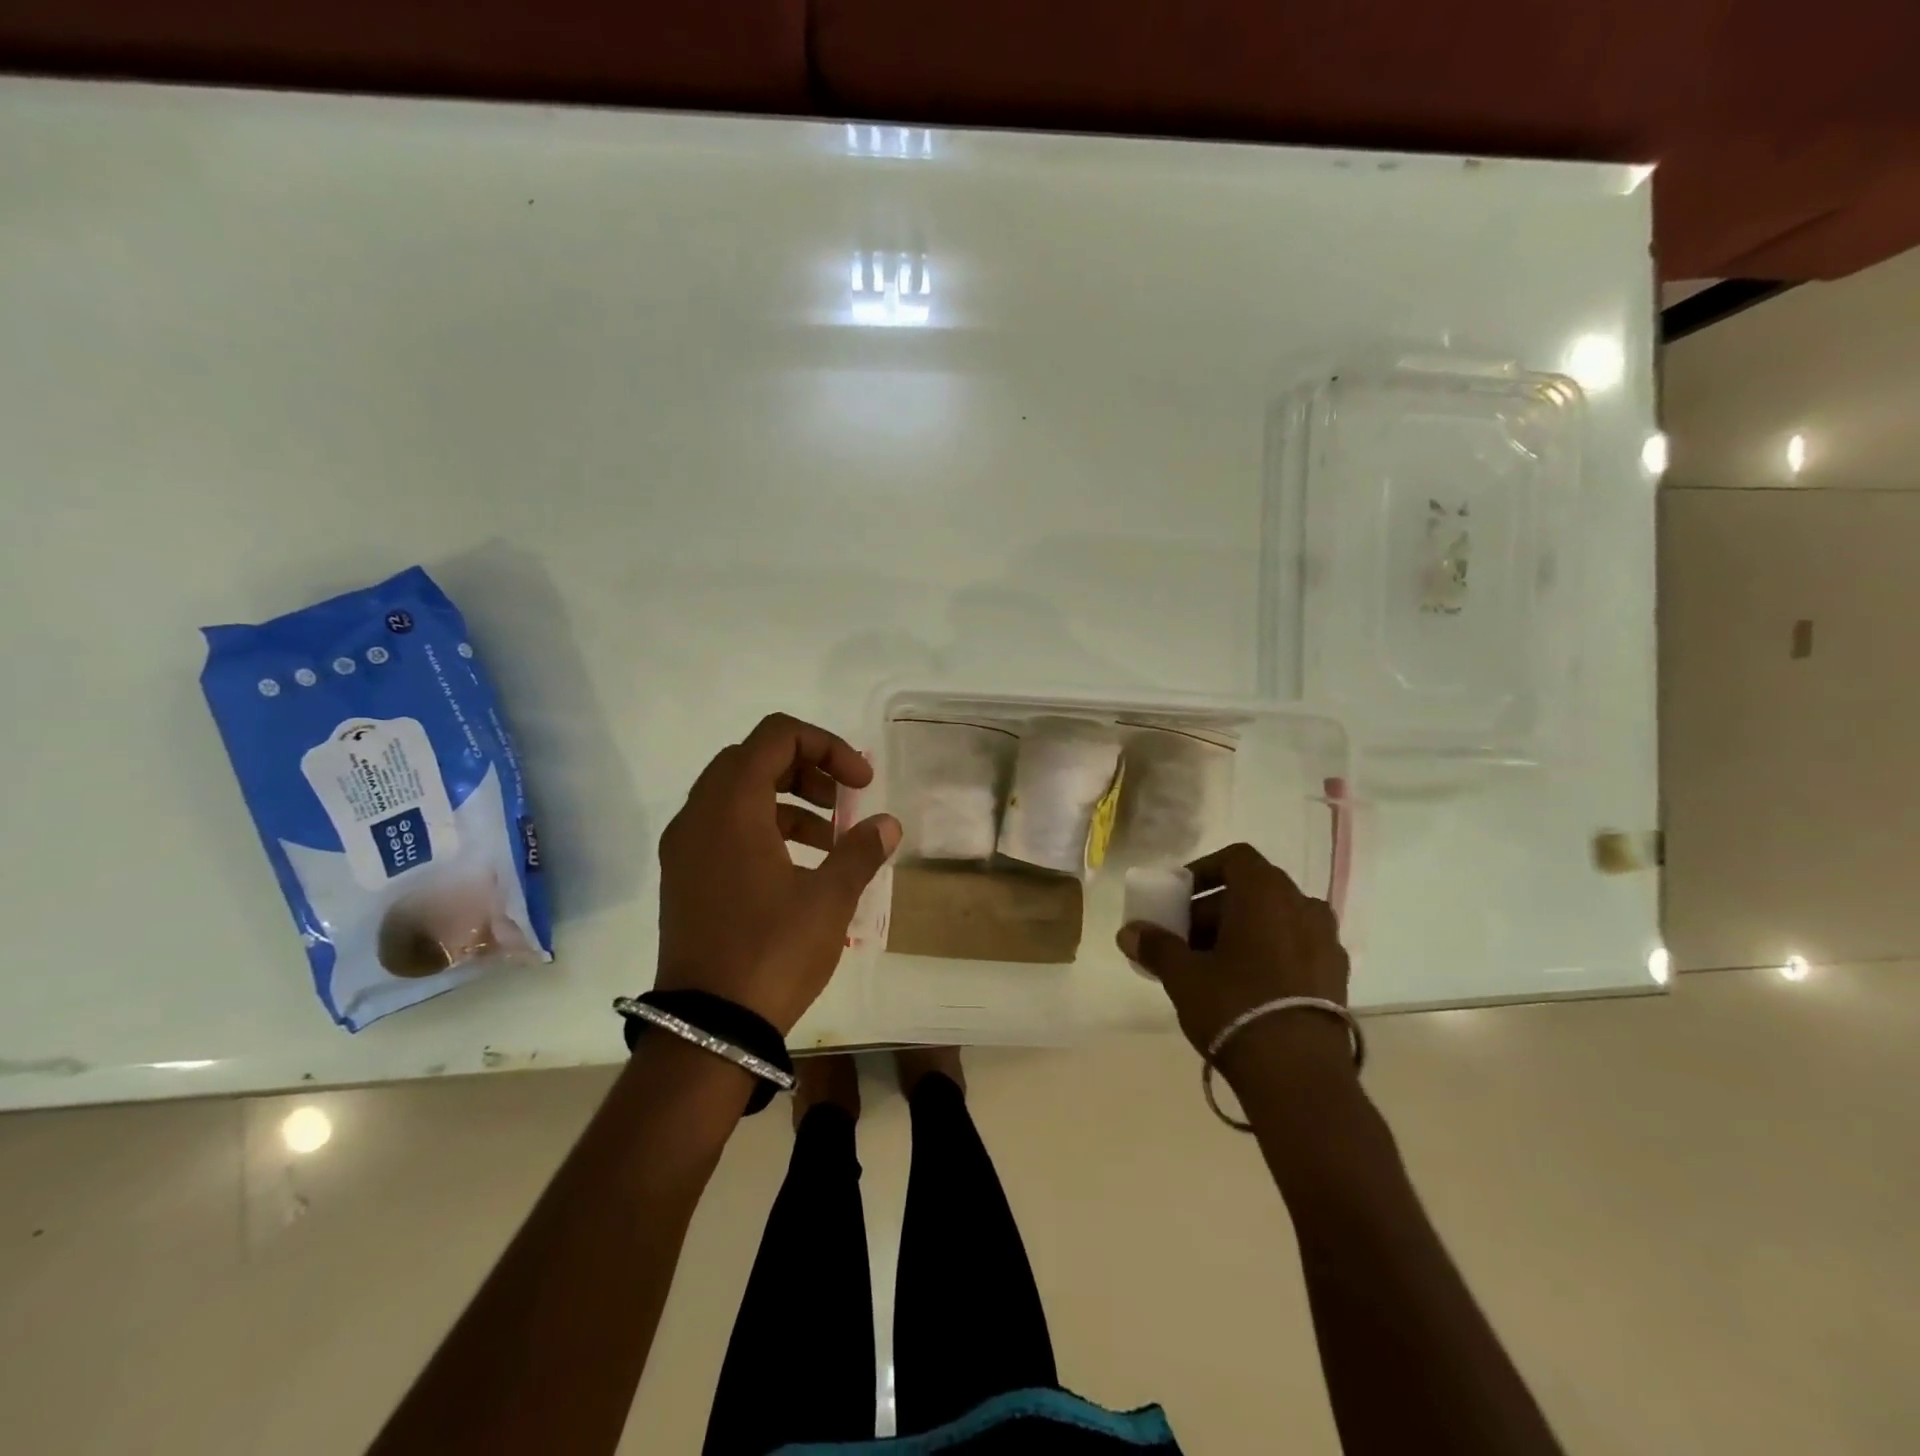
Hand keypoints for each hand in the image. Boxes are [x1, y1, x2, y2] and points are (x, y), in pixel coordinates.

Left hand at [657, 714, 900, 1034]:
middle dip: (807, 770)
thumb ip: (860, 851)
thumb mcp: (829, 899)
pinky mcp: (684, 878)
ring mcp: (685, 848)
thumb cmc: (771, 951)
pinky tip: (799, 868)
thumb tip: (886, 825)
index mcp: (731, 806)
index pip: (777, 736)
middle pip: (754, 759)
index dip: (827, 746)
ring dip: (788, 802)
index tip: (861, 783)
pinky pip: (724, 829)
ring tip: (830, 841)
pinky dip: (764, 829)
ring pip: (737, 795)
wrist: (707, 1029)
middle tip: (844, 802)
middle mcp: (699, 816)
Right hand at [1117, 843, 1351, 1081]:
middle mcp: (1303, 907)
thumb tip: (1128, 932)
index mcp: (1267, 894)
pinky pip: (1296, 948)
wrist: (1299, 1076)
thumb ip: (1156, 946)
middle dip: (1216, 909)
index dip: (1203, 871)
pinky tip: (1247, 988)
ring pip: (1276, 921)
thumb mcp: (1184, 975)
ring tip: (1214, 966)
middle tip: (1187, 938)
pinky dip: (1270, 954)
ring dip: (1243, 932)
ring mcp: (1327, 943)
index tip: (1179, 897)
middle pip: (1254, 891)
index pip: (1236, 859)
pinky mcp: (1338, 978)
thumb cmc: (1234, 1007)